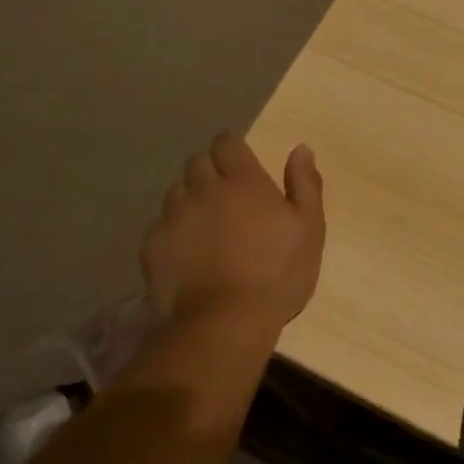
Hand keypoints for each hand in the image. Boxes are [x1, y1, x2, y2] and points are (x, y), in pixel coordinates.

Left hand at [141, 132, 324, 326]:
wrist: (228, 319)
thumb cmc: (279, 272)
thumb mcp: (309, 227)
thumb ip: (305, 184)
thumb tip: (300, 149)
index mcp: (243, 181)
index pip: (227, 143)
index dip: (230, 145)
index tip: (236, 155)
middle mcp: (204, 189)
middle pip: (197, 162)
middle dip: (208, 167)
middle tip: (222, 189)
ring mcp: (174, 217)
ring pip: (176, 192)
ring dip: (189, 197)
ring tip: (202, 221)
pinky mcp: (153, 246)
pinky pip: (160, 226)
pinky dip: (173, 231)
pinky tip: (186, 252)